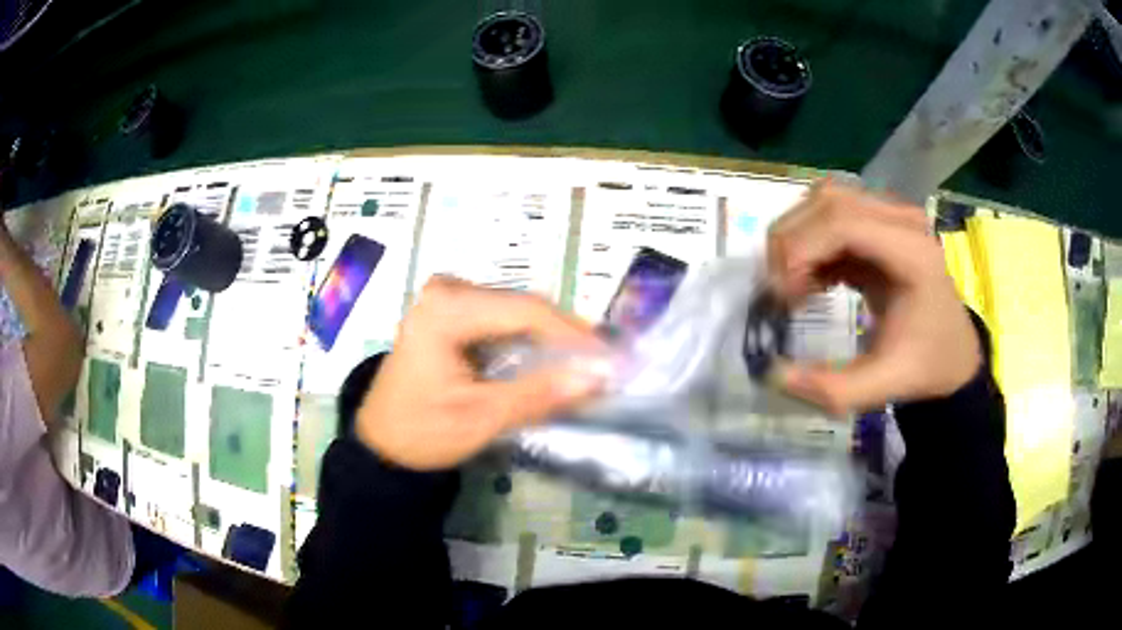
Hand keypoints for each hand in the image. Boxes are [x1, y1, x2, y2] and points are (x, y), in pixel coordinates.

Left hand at [356, 277, 605, 469]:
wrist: (383, 443)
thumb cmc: (423, 432)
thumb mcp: (481, 418)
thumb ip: (539, 394)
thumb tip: (598, 376)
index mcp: (446, 308)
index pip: (526, 311)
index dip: (574, 335)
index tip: (611, 359)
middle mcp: (447, 289)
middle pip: (522, 307)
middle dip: (565, 337)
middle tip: (602, 365)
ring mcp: (447, 297)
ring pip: (516, 312)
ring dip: (550, 339)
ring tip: (583, 365)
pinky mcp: (450, 311)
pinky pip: (502, 319)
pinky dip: (528, 340)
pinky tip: (548, 361)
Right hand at [767, 181, 980, 415]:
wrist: (953, 354)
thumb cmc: (924, 366)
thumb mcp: (882, 386)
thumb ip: (831, 388)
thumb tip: (773, 374)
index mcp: (912, 253)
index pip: (842, 222)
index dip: (800, 251)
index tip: (780, 298)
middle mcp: (902, 221)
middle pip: (828, 202)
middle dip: (791, 243)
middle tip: (778, 294)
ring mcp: (891, 216)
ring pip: (825, 201)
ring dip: (798, 240)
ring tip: (794, 286)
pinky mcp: (879, 224)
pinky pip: (832, 217)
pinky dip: (811, 245)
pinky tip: (812, 282)